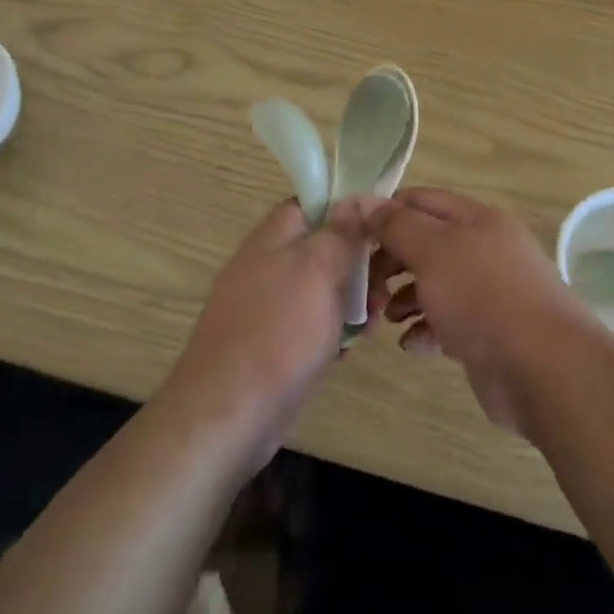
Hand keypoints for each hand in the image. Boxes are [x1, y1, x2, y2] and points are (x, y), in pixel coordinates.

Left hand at [164, 199, 365, 470]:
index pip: (312, 202)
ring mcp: (267, 307)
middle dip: (357, 262)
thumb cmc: (279, 331)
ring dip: (351, 300)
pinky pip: (310, 325)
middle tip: (386, 284)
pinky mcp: (271, 346)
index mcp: (273, 237)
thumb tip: (355, 199)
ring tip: (376, 320)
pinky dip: (332, 332)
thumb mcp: (318, 269)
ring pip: (320, 289)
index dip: (347, 208)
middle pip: (321, 247)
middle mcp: (267, 265)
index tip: (381, 225)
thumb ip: (340, 232)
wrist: (227, 415)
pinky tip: (350, 349)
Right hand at [334, 188, 597, 433]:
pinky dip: (426, 330)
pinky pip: (449, 323)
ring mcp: (491, 293)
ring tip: (385, 318)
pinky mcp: (490, 334)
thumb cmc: (482, 295)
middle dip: (392, 261)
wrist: (542, 367)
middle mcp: (486, 250)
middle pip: (428, 244)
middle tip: (364, 285)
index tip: (353, 236)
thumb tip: (363, 200)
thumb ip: (396, 225)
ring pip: (436, 285)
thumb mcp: (433, 250)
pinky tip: (411, 344)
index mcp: (477, 219)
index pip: (422, 201)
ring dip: (405, 298)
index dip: (386, 212)